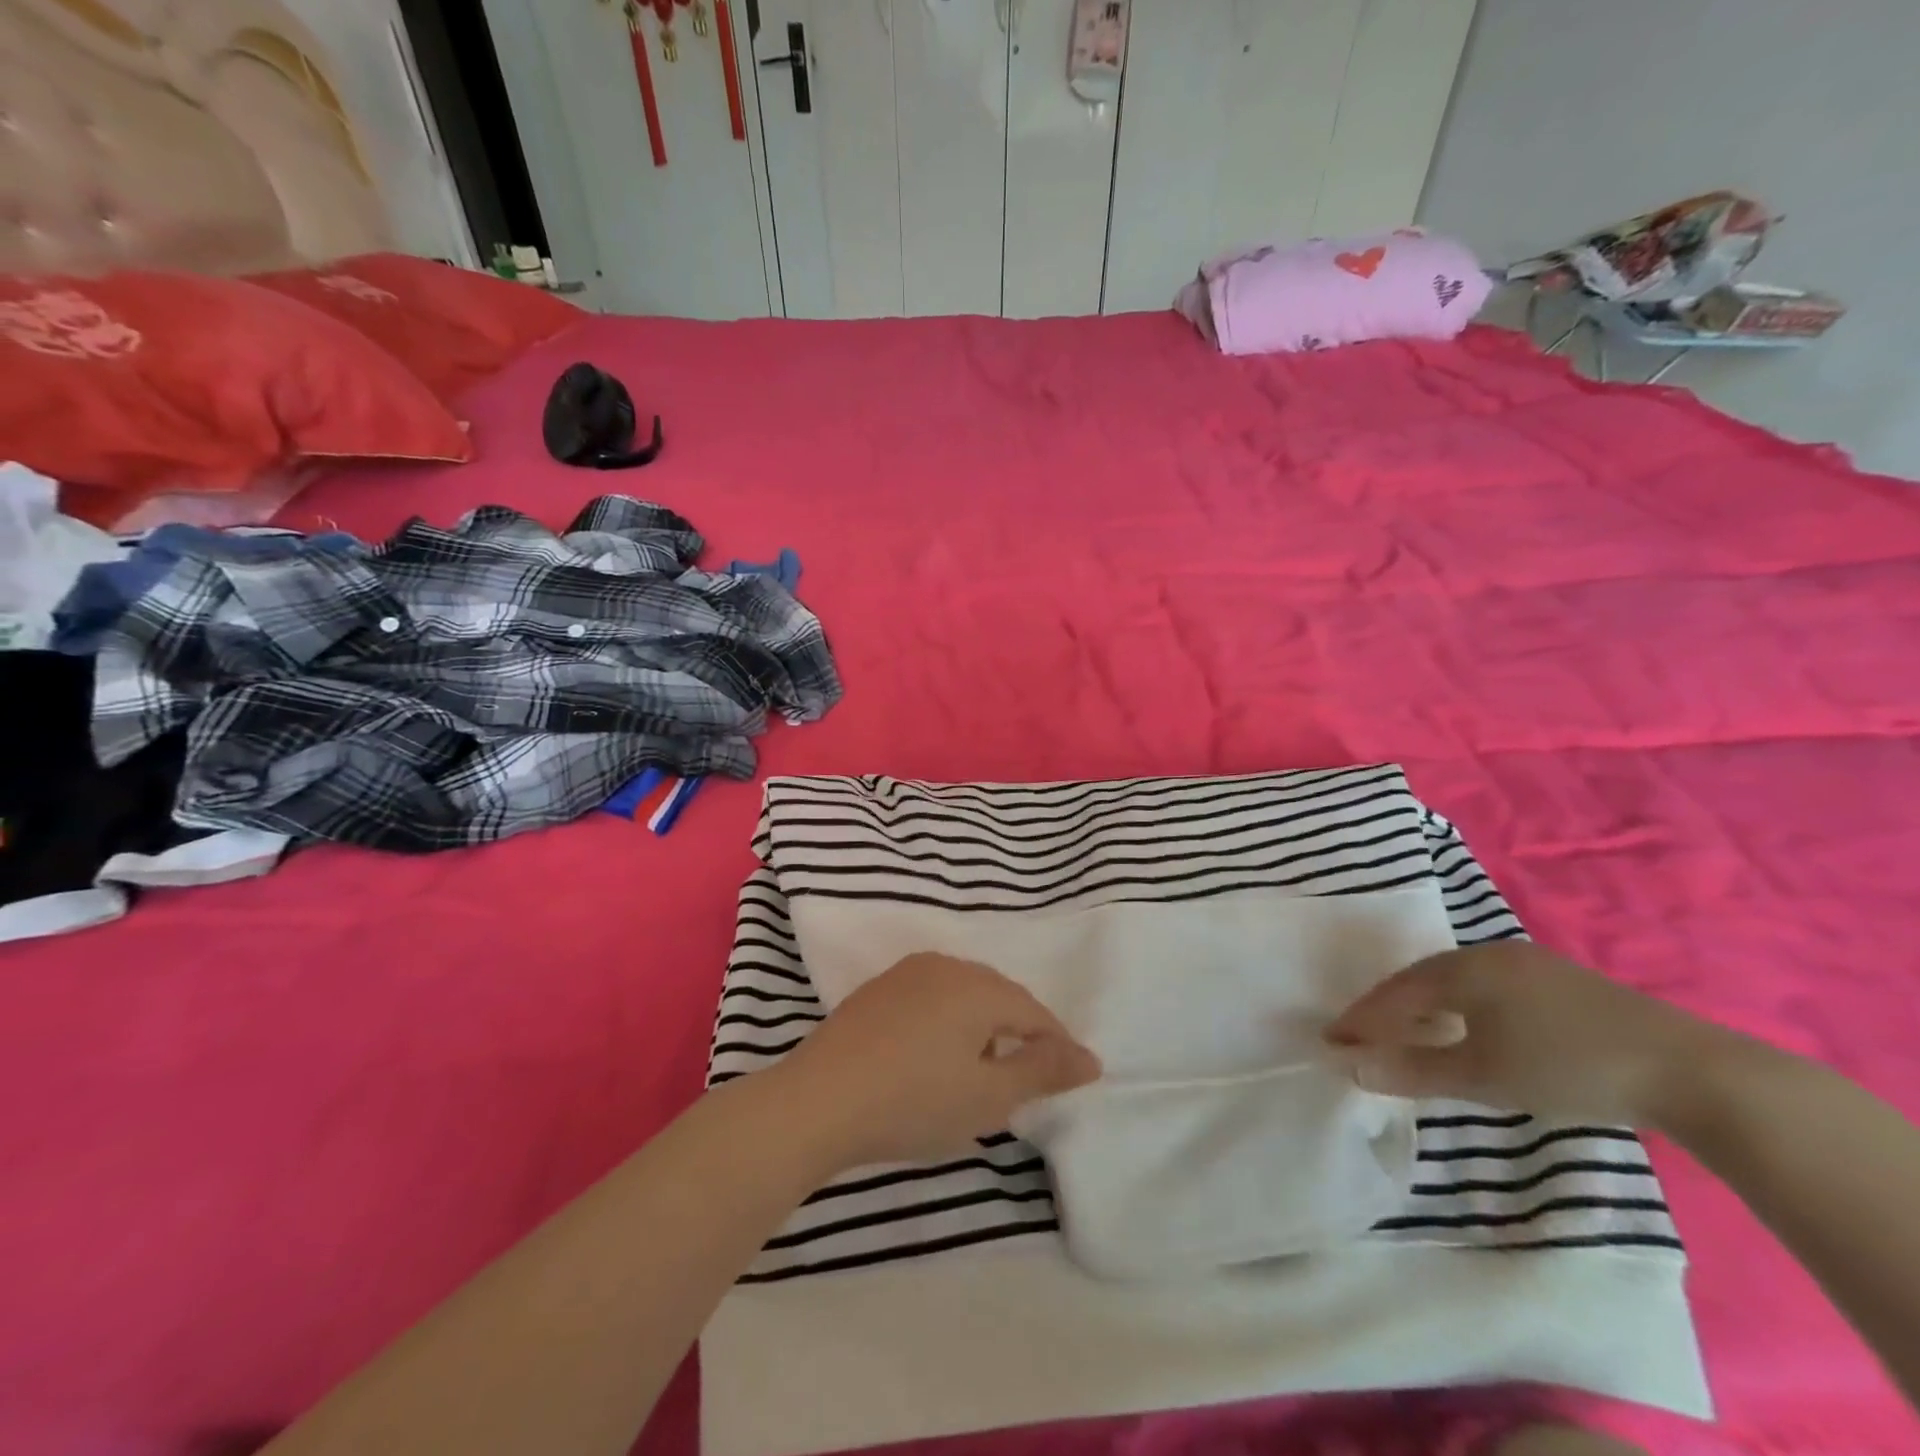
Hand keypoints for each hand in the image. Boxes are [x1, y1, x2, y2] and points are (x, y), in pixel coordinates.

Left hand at [771, 953, 1101, 1170]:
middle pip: (999, 995)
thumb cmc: (913, 1102)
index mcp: (977, 987)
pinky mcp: (877, 990)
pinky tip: (936, 1054)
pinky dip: (948, 1022)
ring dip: (983, 1026)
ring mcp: (906, 974)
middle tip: (1030, 1075)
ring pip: (963, 993)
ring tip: (985, 1067)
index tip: (1074, 1077)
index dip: (1056, 1045)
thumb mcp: (988, 1097)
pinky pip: (931, 997)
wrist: (817, 1101)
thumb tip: (1090, 1058)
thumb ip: (1041, 1072)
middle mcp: (945, 966)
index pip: (1033, 1012)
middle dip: (1020, 1031)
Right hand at [1323, 941, 1717, 1124]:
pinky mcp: (1565, 983)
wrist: (1692, 1072)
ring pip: (1459, 982)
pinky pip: (1491, 988)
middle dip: (1391, 1009)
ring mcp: (1532, 965)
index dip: (1362, 1018)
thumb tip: (1350, 1066)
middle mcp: (1490, 954)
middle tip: (1366, 1037)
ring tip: (1412, 1034)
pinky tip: (1473, 1029)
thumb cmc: (1569, 1068)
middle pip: (1423, 980)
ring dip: (1428, 1008)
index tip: (1332, 1040)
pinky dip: (1464, 1008)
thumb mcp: (1483, 1076)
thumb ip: (1413, 1070)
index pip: (1395, 992)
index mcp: (1463, 969)